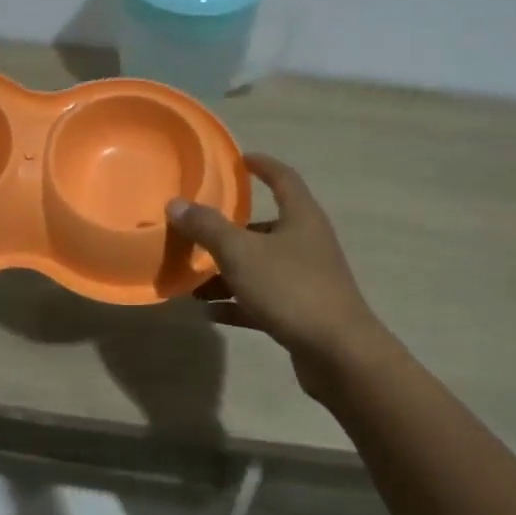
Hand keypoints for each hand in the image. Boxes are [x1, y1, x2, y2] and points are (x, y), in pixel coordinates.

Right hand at [166, 153, 387, 380]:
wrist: (339, 354)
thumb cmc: (291, 288)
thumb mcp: (241, 252)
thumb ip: (207, 227)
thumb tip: (176, 203)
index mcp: (301, 218)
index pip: (283, 178)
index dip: (262, 165)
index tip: (239, 160)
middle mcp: (307, 243)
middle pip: (265, 227)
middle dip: (229, 229)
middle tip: (196, 229)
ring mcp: (306, 279)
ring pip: (259, 266)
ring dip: (227, 270)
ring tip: (191, 279)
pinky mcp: (301, 313)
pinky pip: (261, 300)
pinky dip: (236, 302)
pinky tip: (207, 312)